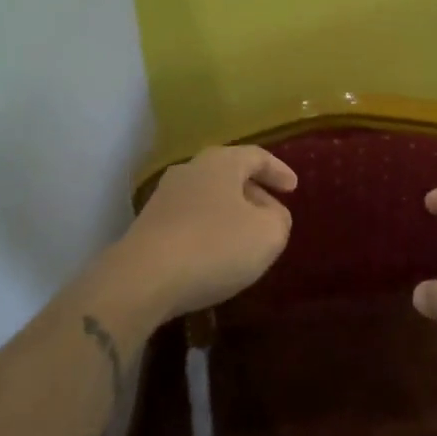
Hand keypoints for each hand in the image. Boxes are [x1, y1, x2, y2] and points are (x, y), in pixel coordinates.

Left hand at [107, 145, 297, 322]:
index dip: (279, 171)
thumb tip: (271, 214)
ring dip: (230, 212)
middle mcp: (190, 170)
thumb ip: (279, 219)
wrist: (143, 279)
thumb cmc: (215, 246)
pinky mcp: (148, 226)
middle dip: (253, 192)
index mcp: (221, 162)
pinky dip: (208, 230)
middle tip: (272, 212)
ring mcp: (164, 197)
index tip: (294, 188)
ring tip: (245, 236)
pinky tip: (215, 253)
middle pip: (229, 174)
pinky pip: (189, 219)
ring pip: (208, 197)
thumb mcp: (268, 234)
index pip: (256, 156)